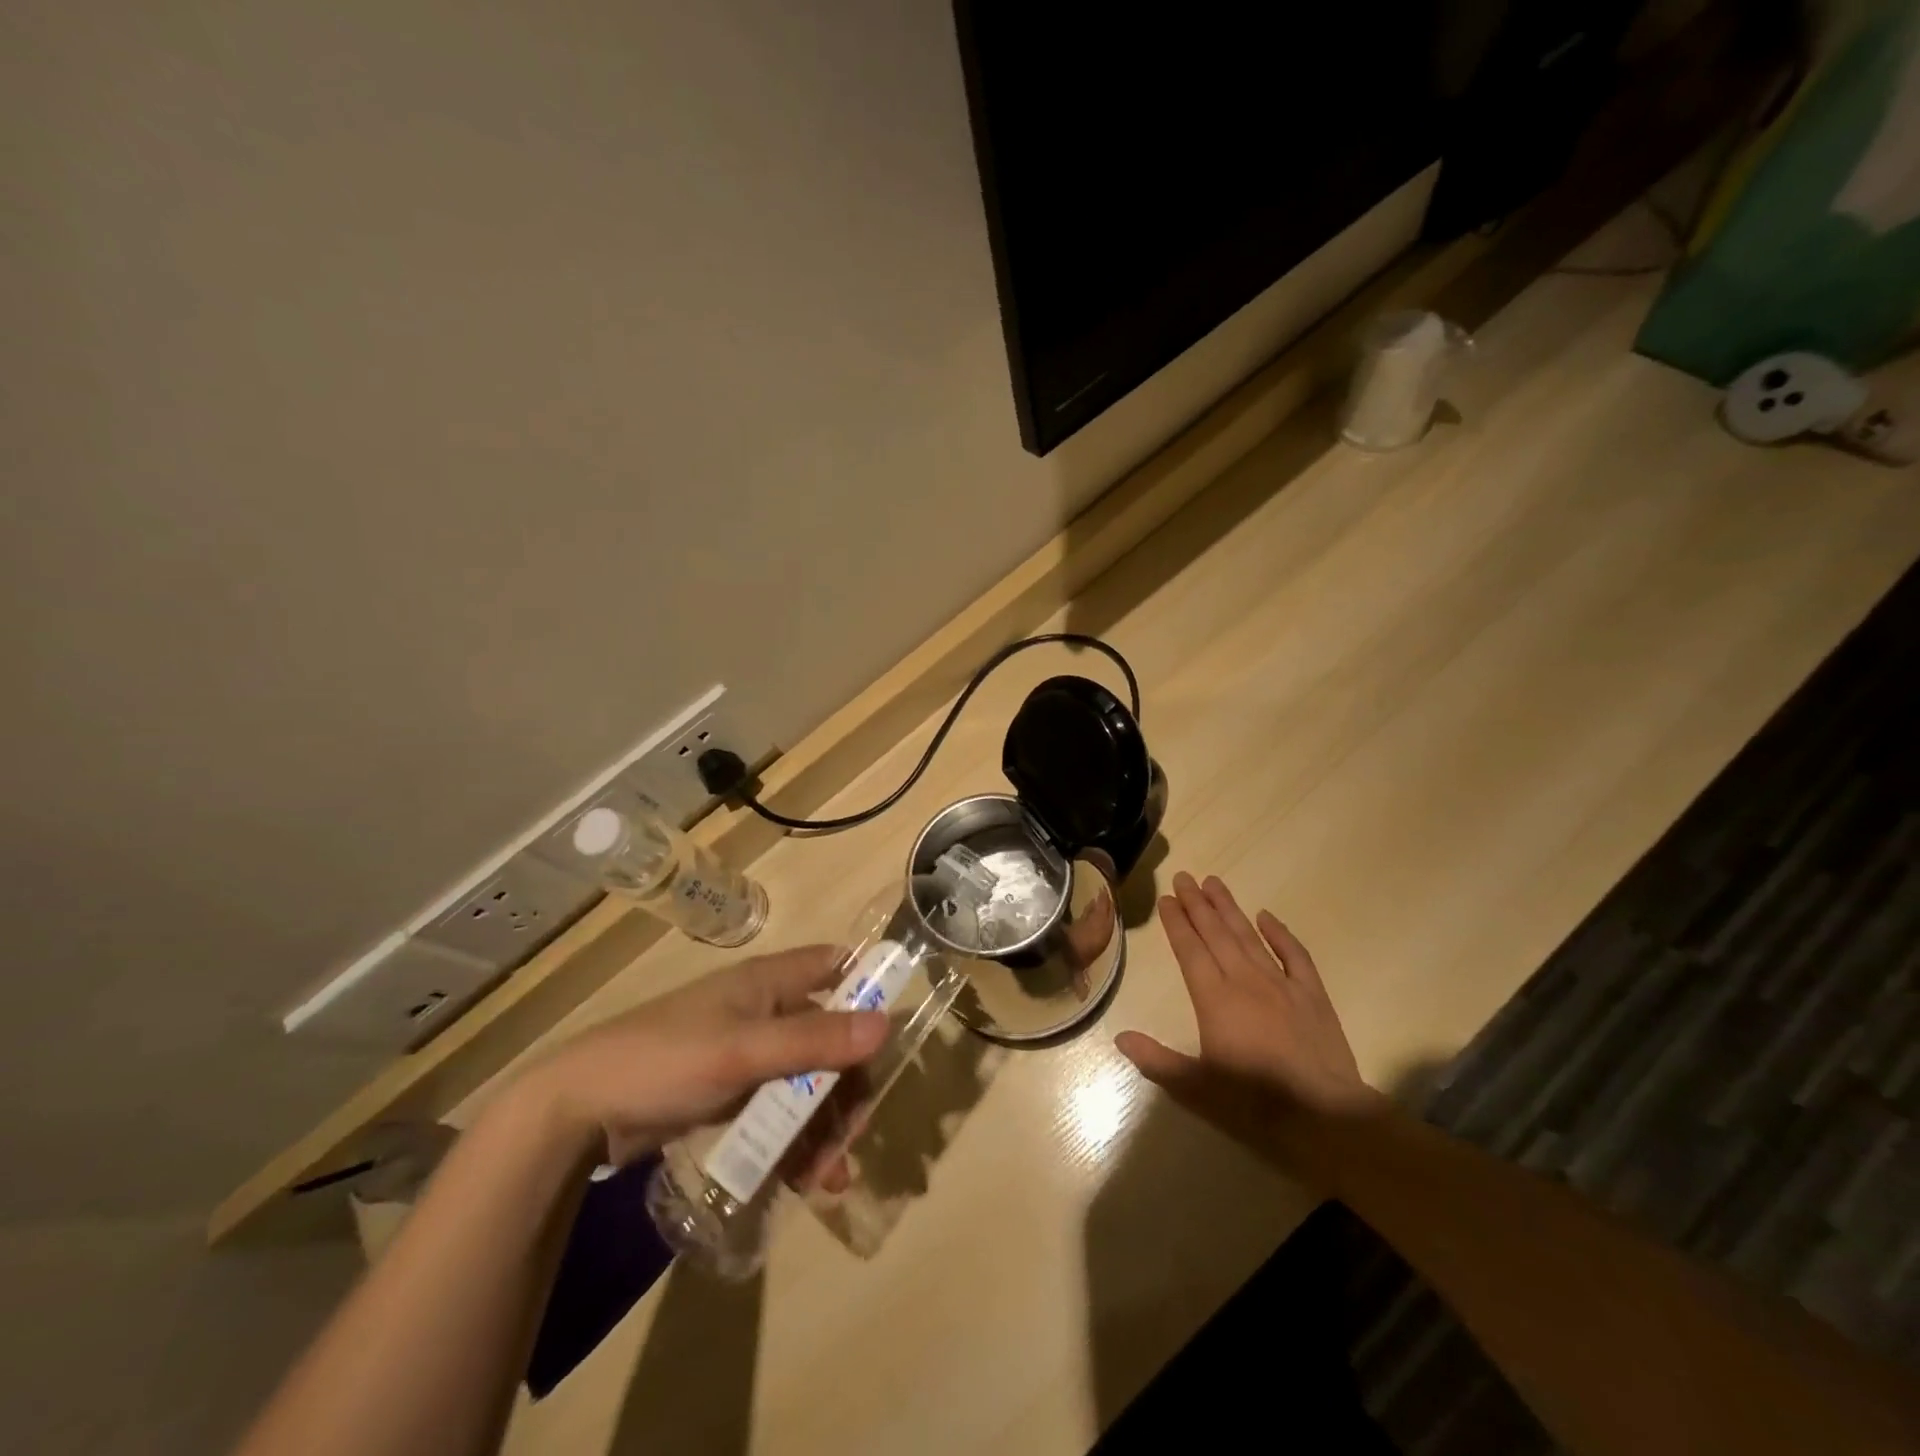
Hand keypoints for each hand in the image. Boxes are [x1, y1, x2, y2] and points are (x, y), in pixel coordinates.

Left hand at [516, 945, 887, 1166]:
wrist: (578, 1111)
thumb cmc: (665, 1060)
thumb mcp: (743, 1051)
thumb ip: (813, 1041)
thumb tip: (885, 1025)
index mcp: (767, 983)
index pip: (833, 965)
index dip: (867, 985)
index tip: (892, 1029)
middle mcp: (764, 1012)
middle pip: (828, 1036)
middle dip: (847, 1085)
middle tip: (855, 1133)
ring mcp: (747, 1055)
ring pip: (806, 1080)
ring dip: (824, 1125)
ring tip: (829, 1177)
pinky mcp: (730, 1094)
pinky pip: (779, 1111)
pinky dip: (795, 1141)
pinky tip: (803, 1182)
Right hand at [1116, 873, 1379, 1144]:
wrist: (1324, 1115)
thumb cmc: (1254, 1101)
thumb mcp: (1196, 1087)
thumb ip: (1157, 1060)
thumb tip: (1120, 1037)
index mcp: (1215, 999)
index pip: (1190, 951)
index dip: (1176, 923)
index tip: (1167, 898)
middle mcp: (1244, 981)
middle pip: (1216, 934)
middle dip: (1198, 904)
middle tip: (1184, 877)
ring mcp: (1281, 984)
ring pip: (1249, 936)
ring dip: (1229, 909)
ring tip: (1214, 883)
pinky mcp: (1312, 995)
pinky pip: (1293, 954)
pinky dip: (1279, 933)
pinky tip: (1267, 916)